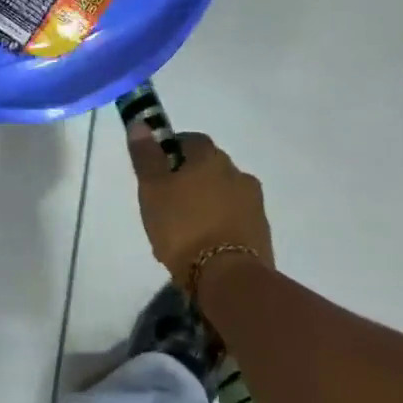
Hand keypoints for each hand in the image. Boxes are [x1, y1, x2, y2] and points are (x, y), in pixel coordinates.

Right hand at [127, 127, 274, 290]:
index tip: (157, 173)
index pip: (191, 141)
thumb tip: (141, 123)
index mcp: (212, 157)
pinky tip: (206, 246)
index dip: (171, 152)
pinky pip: (235, 219)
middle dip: (190, 180)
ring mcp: (254, 203)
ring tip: (186, 230)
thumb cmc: (183, 227)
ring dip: (208, 203)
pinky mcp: (262, 232)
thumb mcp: (153, 190)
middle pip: (209, 168)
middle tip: (168, 204)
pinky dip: (221, 225)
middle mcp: (238, 173)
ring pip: (224, 194)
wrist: (229, 278)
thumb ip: (146, 156)